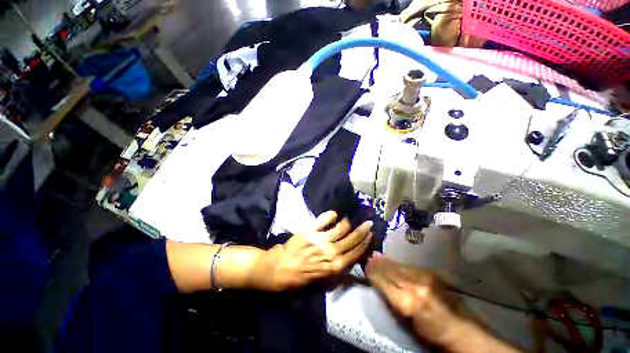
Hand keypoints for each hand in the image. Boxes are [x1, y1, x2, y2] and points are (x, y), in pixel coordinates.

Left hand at [255, 211, 372, 290]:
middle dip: (362, 230)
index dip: (365, 242)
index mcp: (335, 265)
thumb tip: (349, 256)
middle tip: (368, 222)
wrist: (281, 268)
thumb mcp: (323, 278)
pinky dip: (330, 215)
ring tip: (352, 217)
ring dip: (348, 221)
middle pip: (352, 239)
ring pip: (341, 228)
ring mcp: (321, 240)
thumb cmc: (301, 275)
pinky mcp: (311, 231)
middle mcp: (331, 252)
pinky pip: (324, 220)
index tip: (370, 234)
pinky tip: (334, 213)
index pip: (356, 251)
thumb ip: (337, 267)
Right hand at [365, 255, 463, 346]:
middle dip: (379, 264)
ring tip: (378, 255)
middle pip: (391, 271)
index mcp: (408, 303)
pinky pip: (411, 267)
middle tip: (369, 256)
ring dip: (387, 261)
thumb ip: (394, 302)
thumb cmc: (432, 334)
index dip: (373, 273)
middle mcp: (416, 286)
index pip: (384, 283)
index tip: (365, 266)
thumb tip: (380, 285)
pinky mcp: (434, 275)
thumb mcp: (408, 324)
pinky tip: (394, 261)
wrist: (462, 331)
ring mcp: (426, 278)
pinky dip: (399, 264)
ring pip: (400, 266)